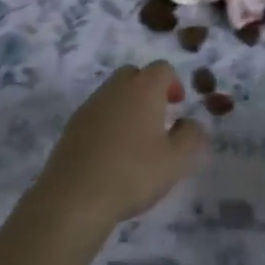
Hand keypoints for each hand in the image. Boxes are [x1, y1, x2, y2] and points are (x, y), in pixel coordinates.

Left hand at [29, 63, 207, 237]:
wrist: (75, 196)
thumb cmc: (133, 173)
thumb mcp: (177, 160)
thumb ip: (192, 137)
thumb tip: (191, 124)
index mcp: (143, 89)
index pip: (162, 68)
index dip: (174, 83)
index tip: (178, 107)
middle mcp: (115, 89)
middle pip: (134, 75)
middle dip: (148, 90)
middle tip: (158, 120)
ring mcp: (90, 105)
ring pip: (113, 93)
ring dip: (127, 107)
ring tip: (136, 141)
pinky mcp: (72, 125)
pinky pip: (97, 113)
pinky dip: (108, 123)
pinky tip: (112, 154)